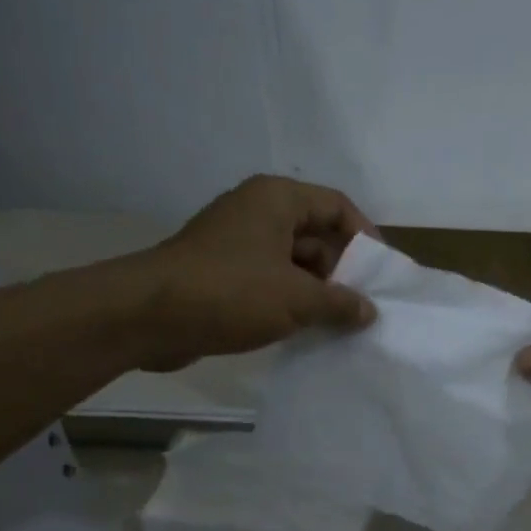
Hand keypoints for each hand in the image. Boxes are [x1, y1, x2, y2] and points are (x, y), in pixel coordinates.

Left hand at [135, 175, 378, 371]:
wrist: (148, 316)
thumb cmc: (231, 293)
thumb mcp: (297, 299)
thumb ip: (340, 303)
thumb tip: (369, 312)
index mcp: (277, 199)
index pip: (337, 205)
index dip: (365, 236)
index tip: (382, 272)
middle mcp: (257, 212)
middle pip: (316, 234)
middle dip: (342, 270)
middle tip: (364, 306)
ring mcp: (237, 243)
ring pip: (293, 261)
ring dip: (317, 291)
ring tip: (341, 324)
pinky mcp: (222, 273)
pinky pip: (270, 280)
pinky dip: (291, 301)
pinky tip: (308, 330)